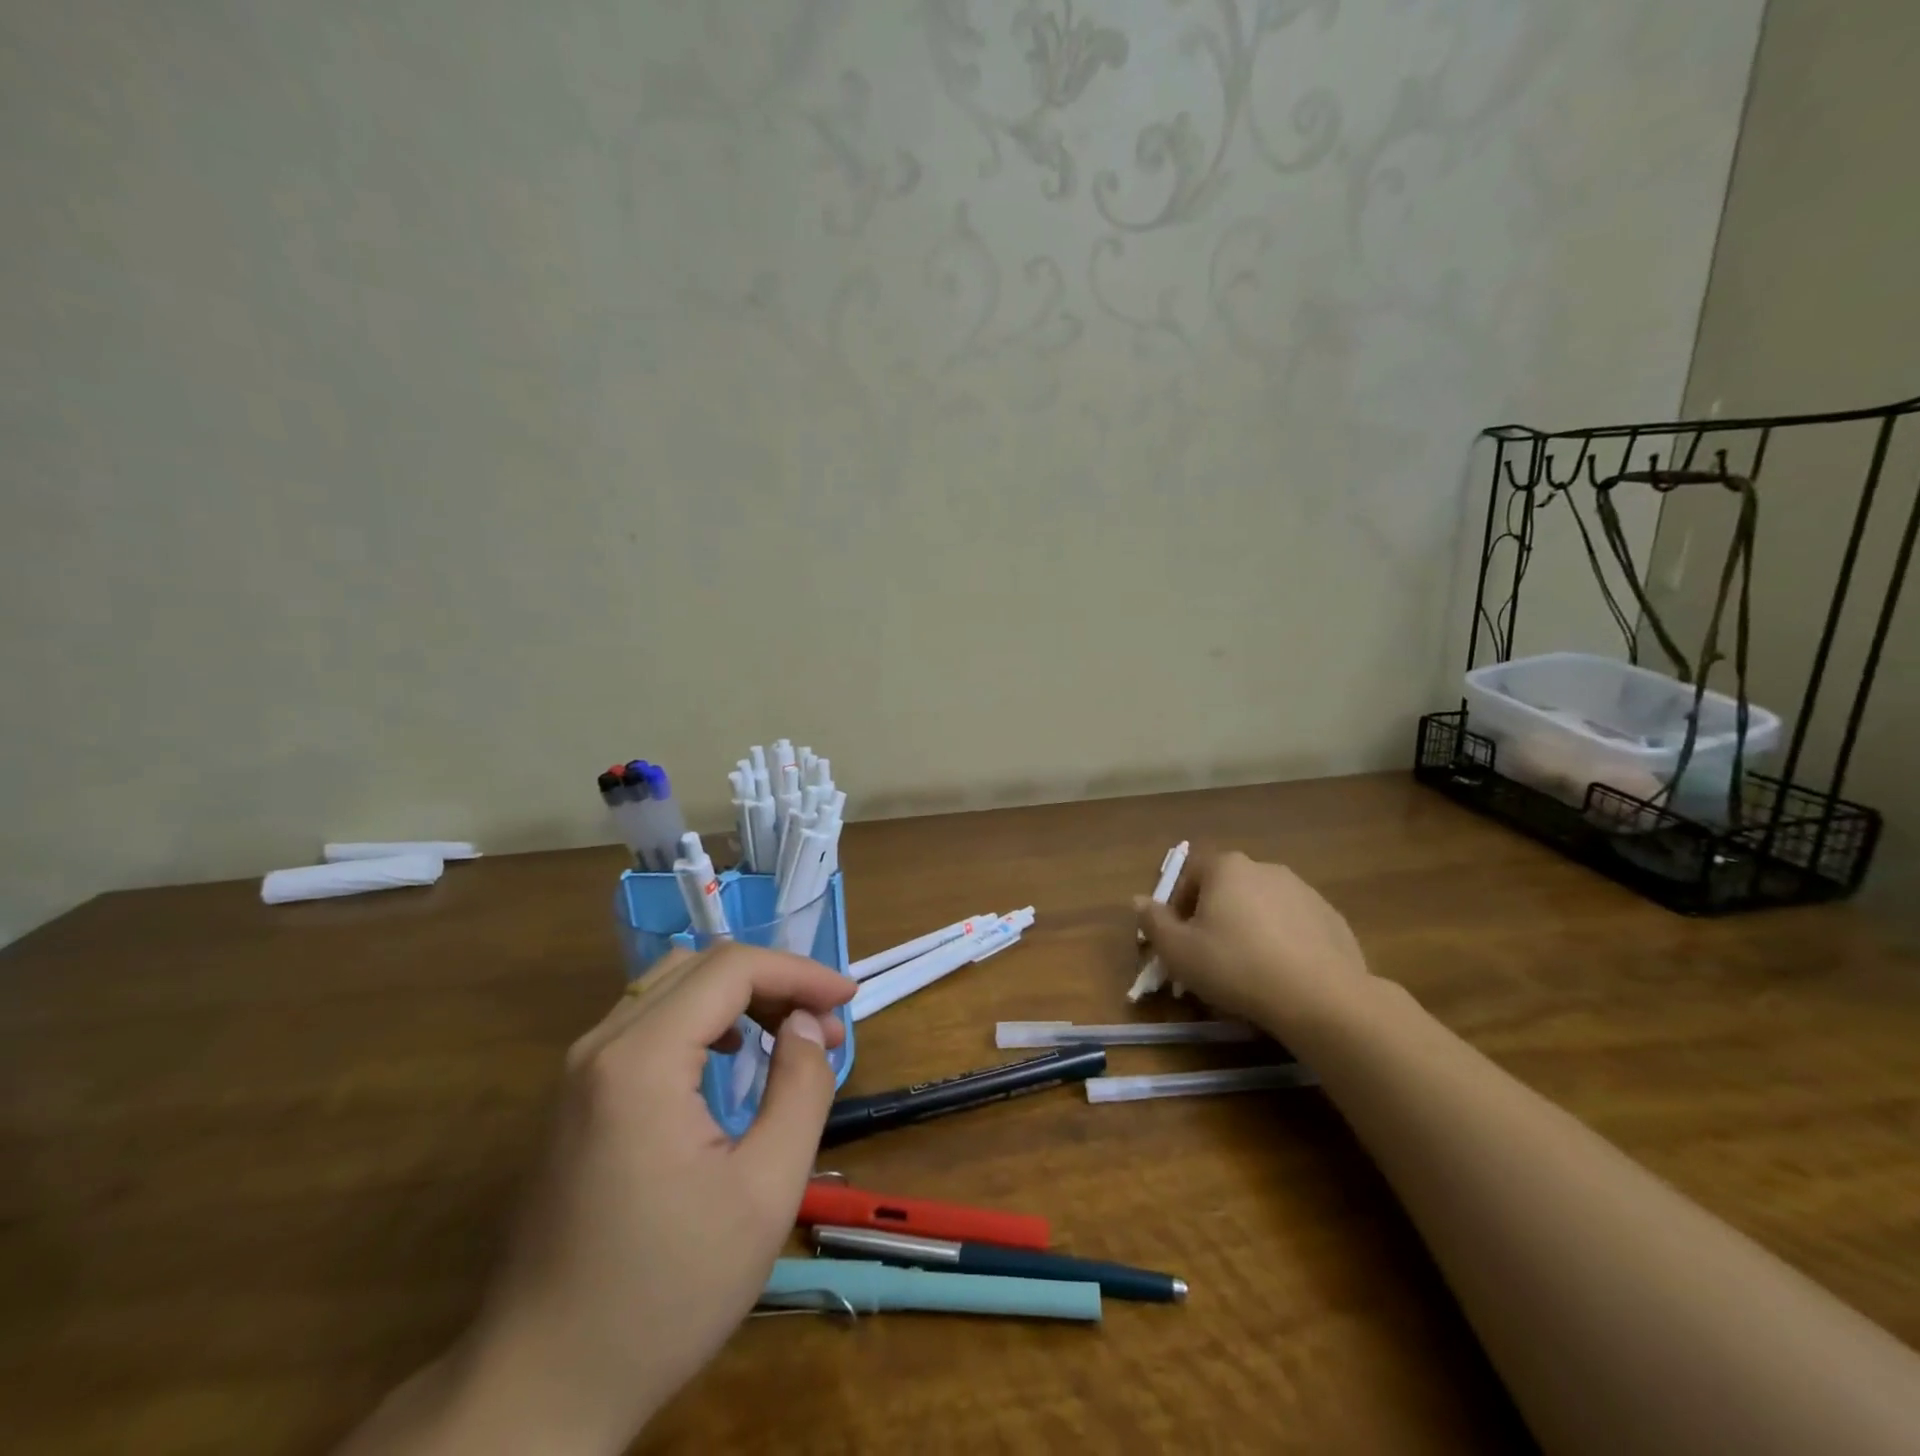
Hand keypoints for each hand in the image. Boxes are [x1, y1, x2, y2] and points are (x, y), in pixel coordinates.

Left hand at [339, 943, 853, 1455]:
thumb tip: (805, 1025)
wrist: (542, 1387)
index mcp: (642, 1059)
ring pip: (671, 986)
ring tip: (788, 1034)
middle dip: (773, 980)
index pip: (731, 968)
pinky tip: (728, 1054)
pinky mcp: (577, 1097)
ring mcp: (581, 1070)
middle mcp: (602, 1045)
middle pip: (701, 967)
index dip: (799, 972)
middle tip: (822, 1024)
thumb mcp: (765, 1193)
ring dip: (739, 995)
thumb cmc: (666, 1293)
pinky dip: (702, 1017)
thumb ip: (801, 1089)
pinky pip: (648, 1020)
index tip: (847, 1000)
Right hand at [1135, 849, 1368, 1039]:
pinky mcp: (1332, 918)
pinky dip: (1283, 942)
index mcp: (1227, 868)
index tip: (1179, 937)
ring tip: (1248, 969)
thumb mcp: (1178, 951)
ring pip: (1262, 906)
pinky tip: (1282, 976)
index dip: (1179, 904)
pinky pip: (1295, 926)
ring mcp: (1304, 892)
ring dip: (1250, 928)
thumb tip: (1138, 901)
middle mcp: (1266, 868)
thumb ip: (1153, 922)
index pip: (1192, 873)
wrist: (1321, 998)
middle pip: (1228, 888)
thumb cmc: (1236, 966)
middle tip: (1209, 955)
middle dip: (1215, 916)